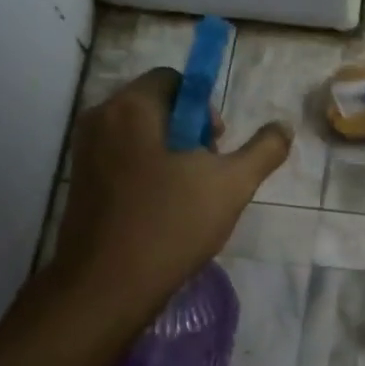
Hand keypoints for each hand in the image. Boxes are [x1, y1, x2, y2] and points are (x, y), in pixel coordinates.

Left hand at [55, 68, 290, 314]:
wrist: (108, 285)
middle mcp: (100, 119)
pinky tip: (163, 213)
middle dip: (190, 134)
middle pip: (156, 107)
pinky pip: (122, 162)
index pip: (174, 80)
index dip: (205, 108)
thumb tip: (284, 126)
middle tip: (207, 175)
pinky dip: (147, 175)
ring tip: (188, 198)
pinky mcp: (80, 184)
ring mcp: (84, 153)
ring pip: (140, 137)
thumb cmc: (172, 224)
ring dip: (170, 157)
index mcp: (132, 107)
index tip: (218, 147)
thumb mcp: (232, 185)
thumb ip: (263, 150)